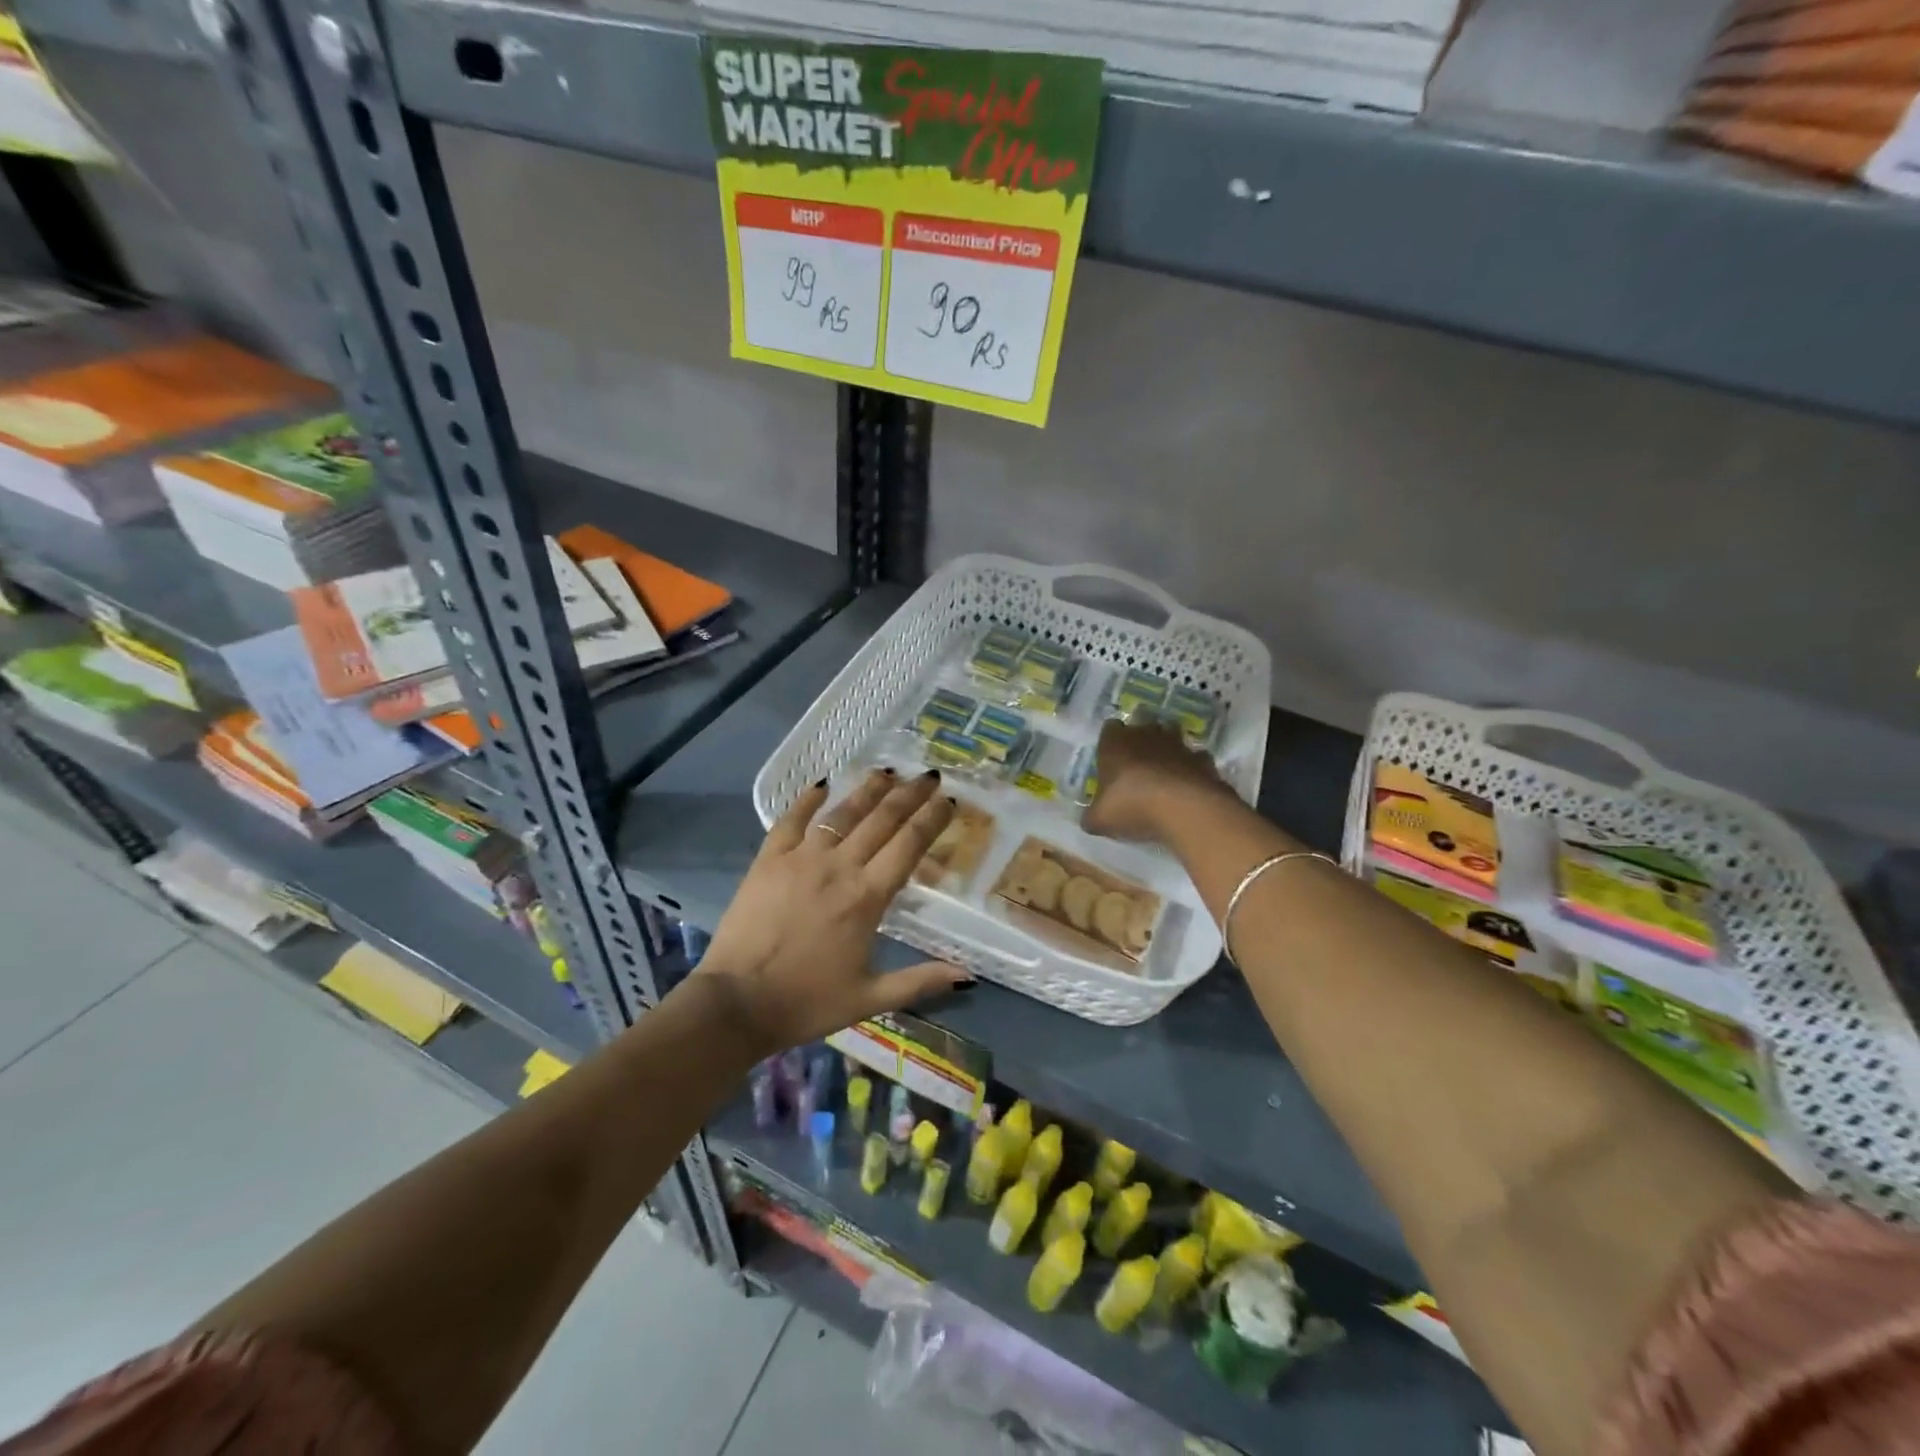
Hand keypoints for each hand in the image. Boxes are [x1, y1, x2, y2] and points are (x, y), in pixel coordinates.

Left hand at [695, 768, 968, 1055]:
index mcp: (867, 897)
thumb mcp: (870, 998)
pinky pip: (791, 820)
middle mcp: (839, 867)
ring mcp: (801, 859)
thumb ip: (920, 981)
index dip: (932, 819)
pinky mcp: (768, 860)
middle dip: (910, 794)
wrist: (737, 1004)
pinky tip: (822, 784)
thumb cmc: (808, 1002)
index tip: (949, 801)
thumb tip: (967, 974)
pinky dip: (807, 800)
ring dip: (868, 790)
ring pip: (842, 813)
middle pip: (882, 820)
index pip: (909, 845)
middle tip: (930, 775)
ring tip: (887, 772)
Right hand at [1083, 718, 1233, 842]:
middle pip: (1143, 726)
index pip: (1110, 728)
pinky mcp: (1203, 760)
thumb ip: (1093, 816)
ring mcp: (1178, 744)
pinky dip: (1191, 769)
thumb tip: (1090, 819)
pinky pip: (1195, 759)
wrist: (1184, 808)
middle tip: (1137, 765)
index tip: (1110, 759)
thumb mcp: (1100, 819)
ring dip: (1168, 751)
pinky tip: (1188, 786)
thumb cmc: (1131, 806)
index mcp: (1115, 742)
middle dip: (1141, 741)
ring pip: (1172, 737)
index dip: (1110, 742)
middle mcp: (1146, 735)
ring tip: (1164, 773)